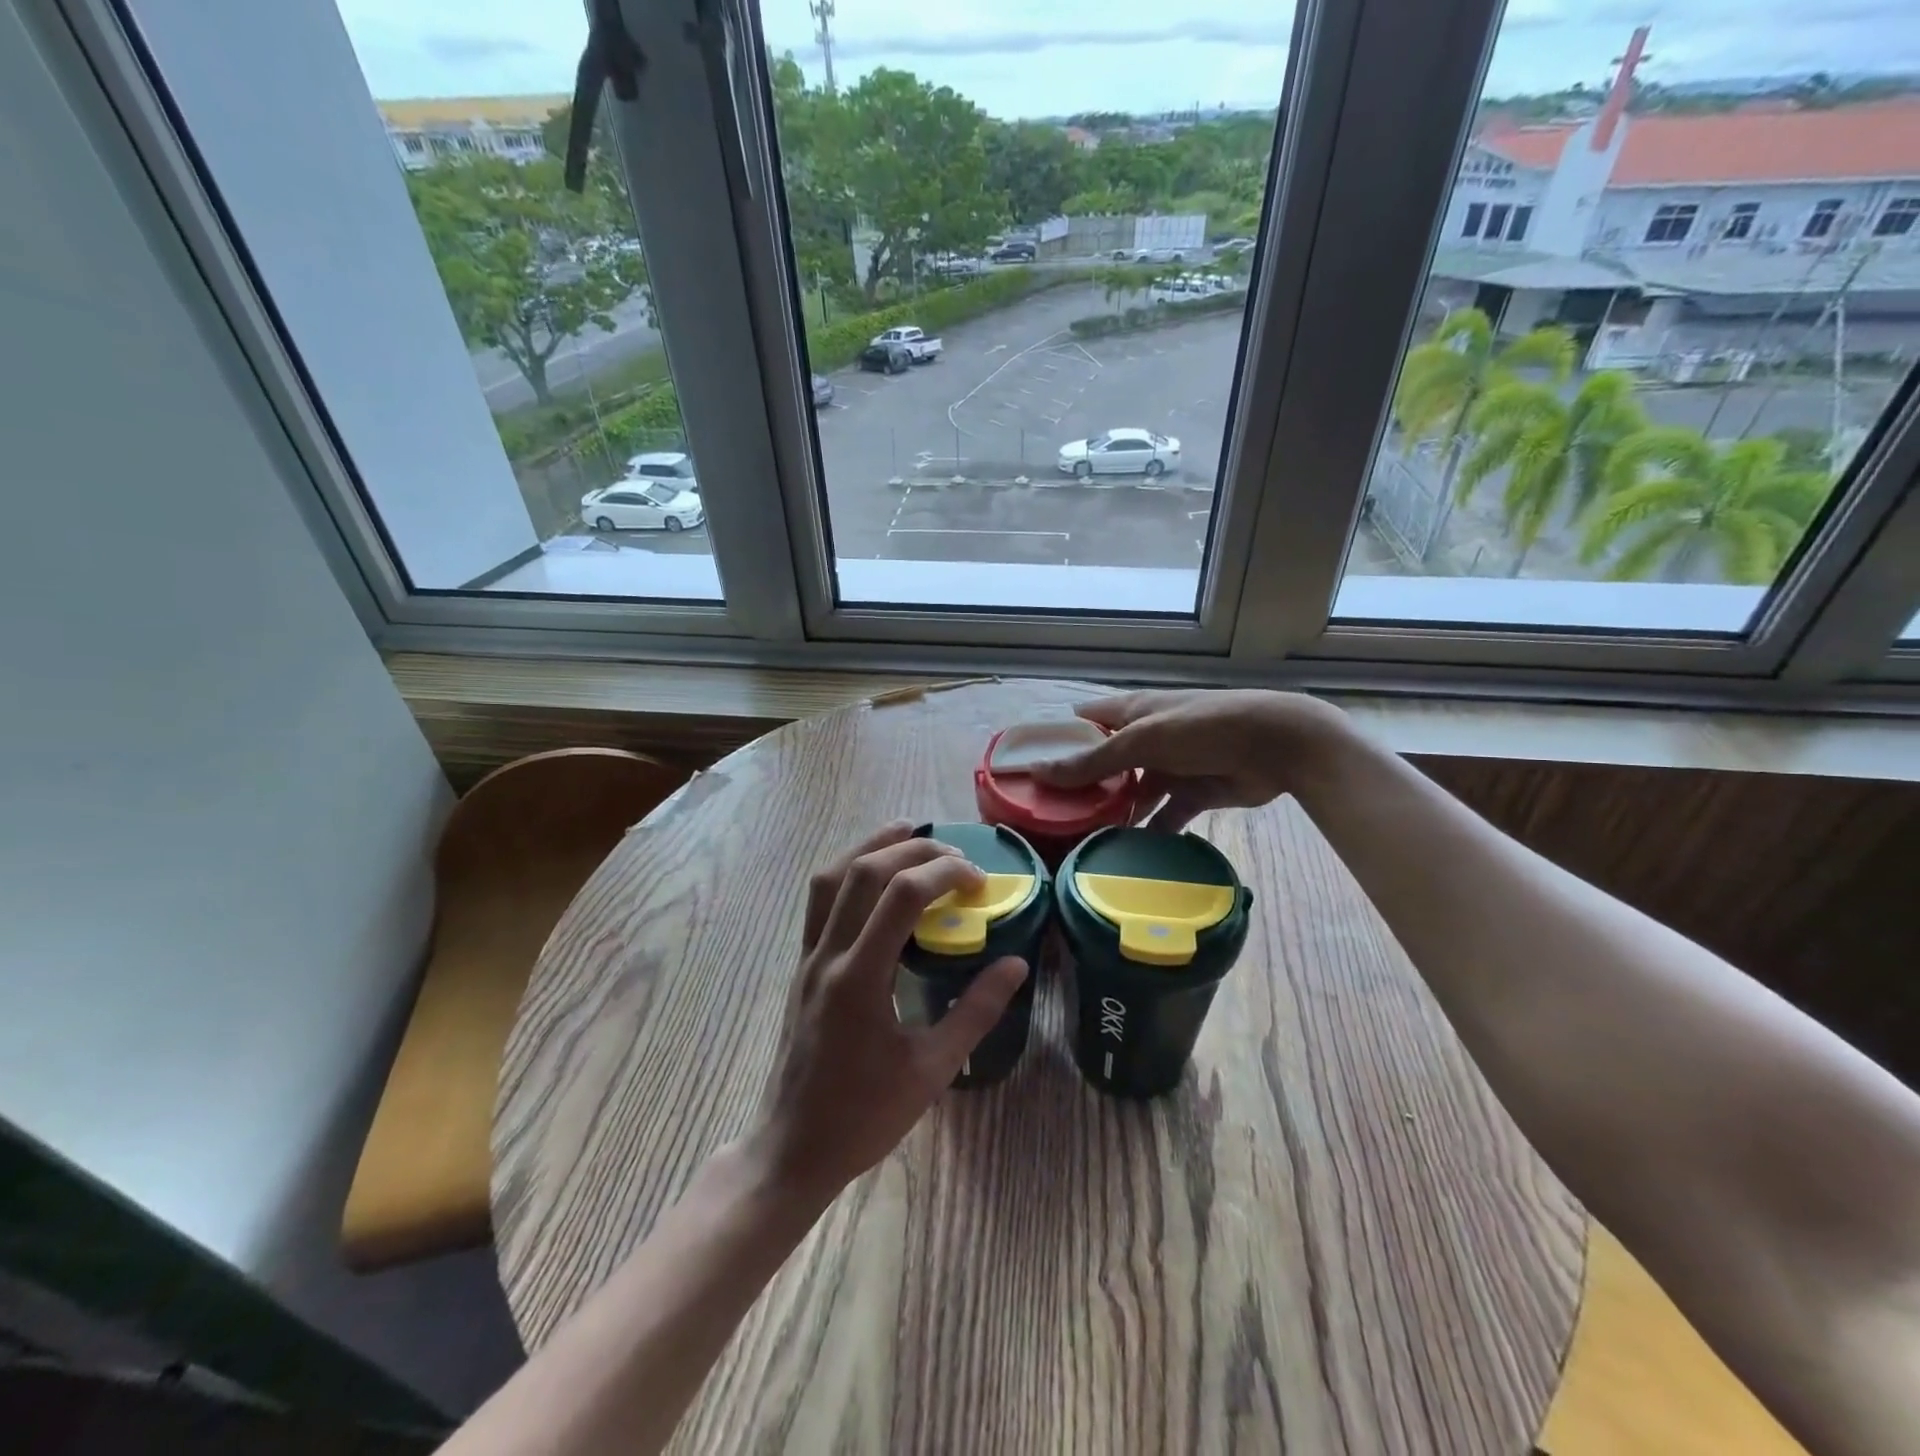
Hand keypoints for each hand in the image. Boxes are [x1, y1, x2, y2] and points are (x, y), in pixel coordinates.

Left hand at [749, 823, 1028, 1206]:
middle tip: (956, 856)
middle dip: (914, 850)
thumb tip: (1015, 965)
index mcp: (860, 979)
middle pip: (863, 871)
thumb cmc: (865, 1116)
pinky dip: (851, 871)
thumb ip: (976, 1011)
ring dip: (871, 846)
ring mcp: (808, 957)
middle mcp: (828, 955)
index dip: (944, 873)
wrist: (793, 1148)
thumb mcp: (932, 1070)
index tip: (979, 882)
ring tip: (909, 833)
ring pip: (831, 876)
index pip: (901, 895)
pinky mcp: (802, 965)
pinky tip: (877, 878)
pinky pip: (821, 900)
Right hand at [1038, 689, 1350, 831]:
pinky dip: (1150, 833)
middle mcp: (1146, 738)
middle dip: (1081, 788)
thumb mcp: (1142, 740)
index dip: (1056, 742)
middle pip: (1104, 764)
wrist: (1277, 745)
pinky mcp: (1193, 793)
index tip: (1026, 771)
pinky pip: (1164, 817)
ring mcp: (1170, 767)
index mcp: (1131, 712)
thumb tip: (1039, 772)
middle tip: (1049, 819)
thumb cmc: (1203, 728)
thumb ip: (1093, 760)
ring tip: (1083, 844)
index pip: (1083, 723)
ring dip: (1114, 815)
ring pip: (1132, 794)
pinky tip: (1129, 856)